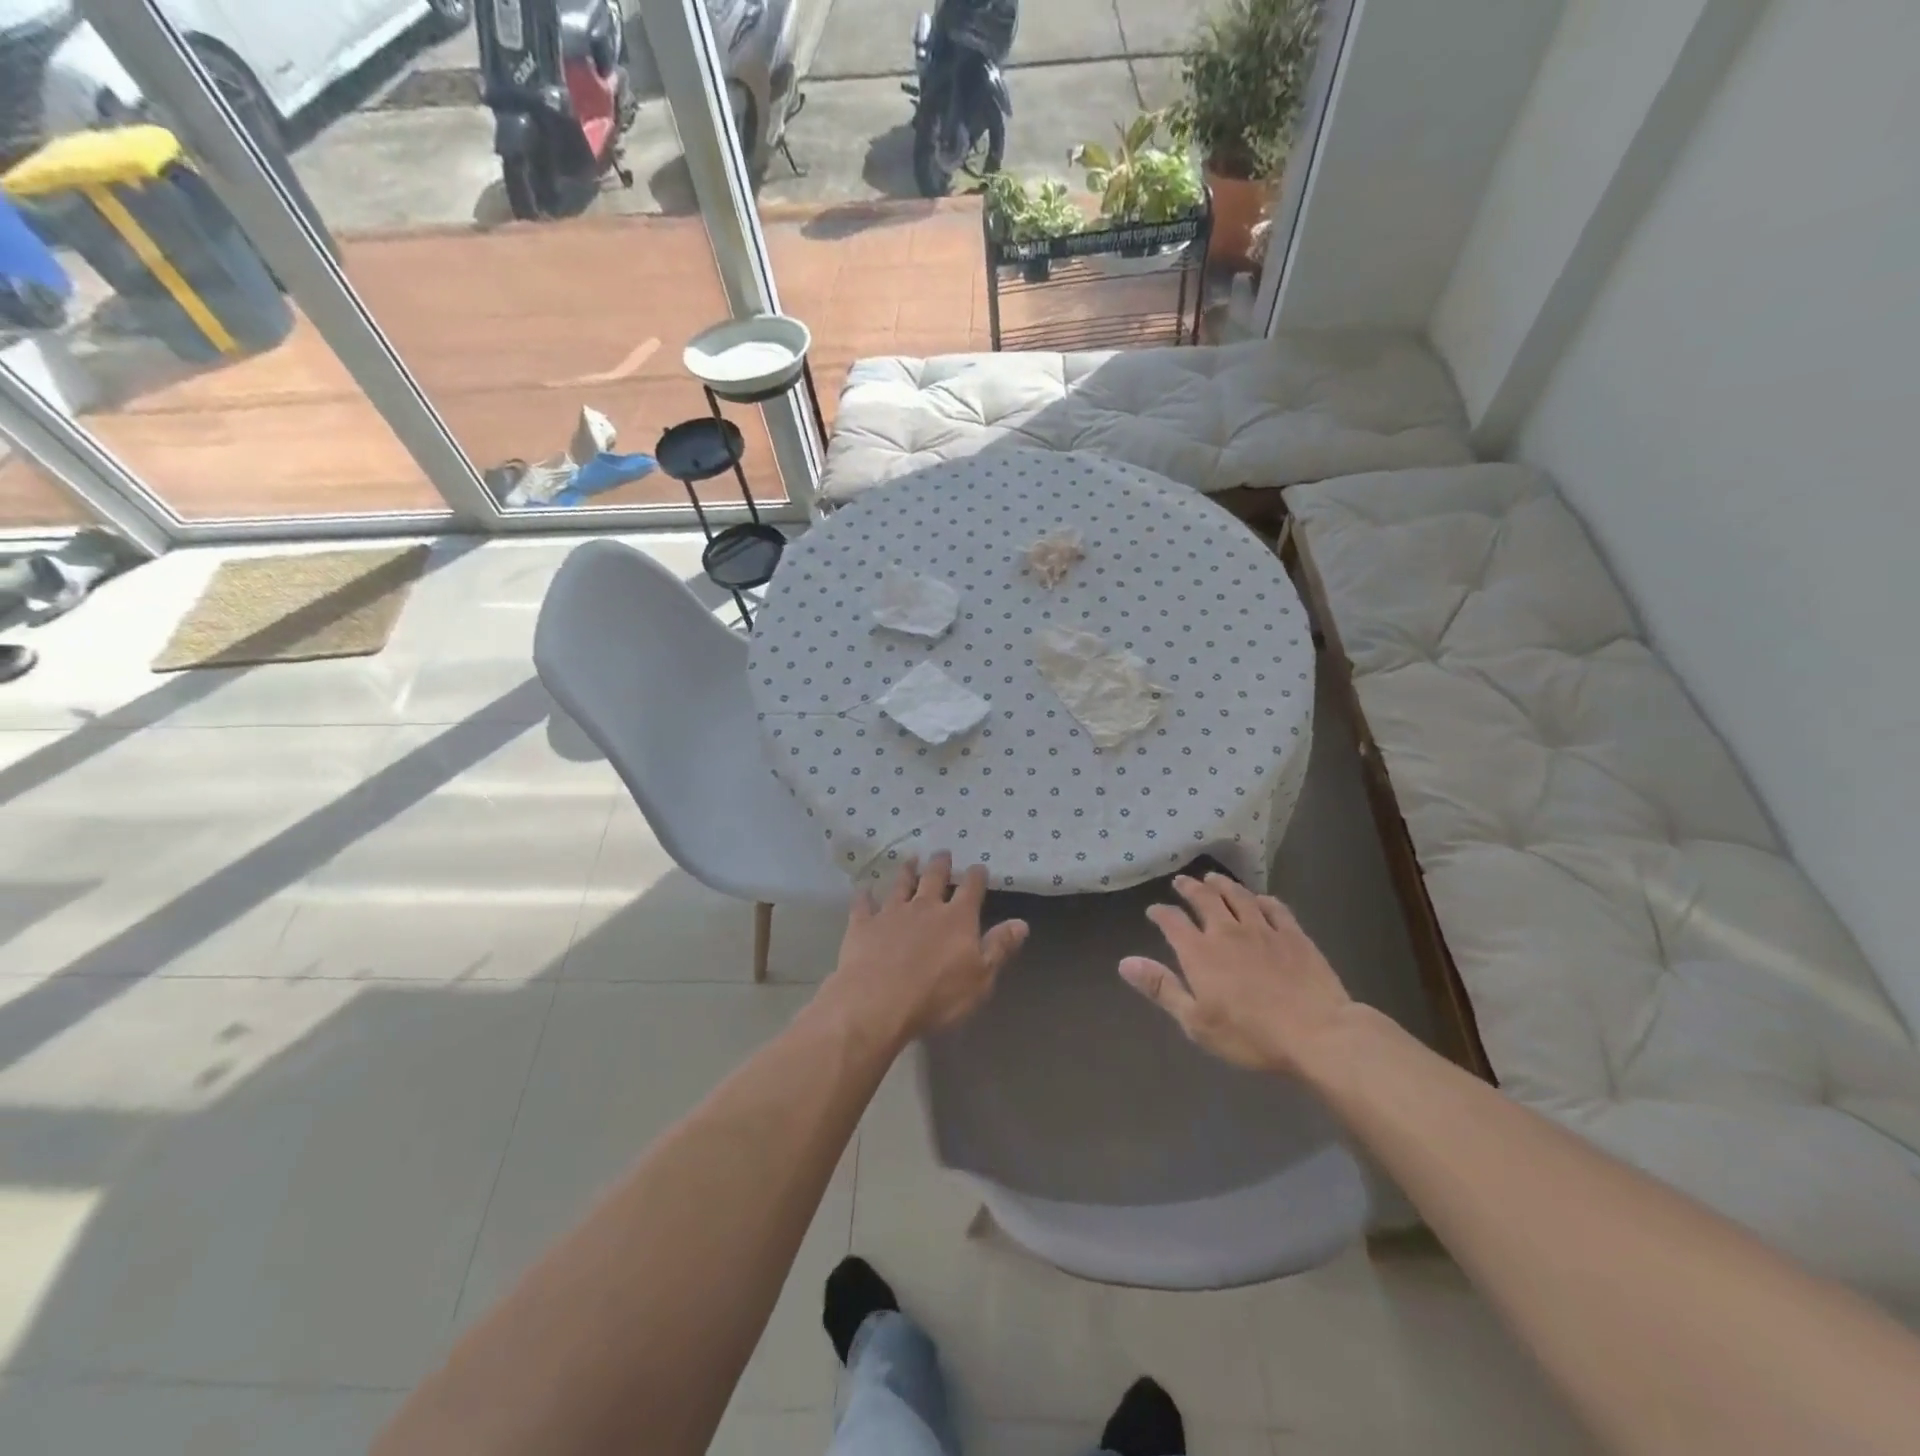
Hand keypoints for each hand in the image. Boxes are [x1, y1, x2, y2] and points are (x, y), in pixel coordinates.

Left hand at [821, 854, 1028, 1045]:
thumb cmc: (937, 996)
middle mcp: (925, 907)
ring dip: (906, 871)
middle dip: (941, 864)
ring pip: (901, 884)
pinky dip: (865, 896)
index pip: (971, 889)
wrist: (877, 1003)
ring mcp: (891, 913)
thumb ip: (999, 948)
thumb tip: (1021, 923)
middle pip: (934, 878)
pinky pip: (863, 905)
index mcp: (957, 919)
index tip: (979, 867)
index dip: (976, 876)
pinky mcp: (863, 925)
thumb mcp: (981, 978)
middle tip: (943, 852)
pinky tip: (864, 889)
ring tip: (910, 859)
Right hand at [1120, 873, 1354, 1075]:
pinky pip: (1275, 908)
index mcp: (1200, 952)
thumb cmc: (1250, 1035)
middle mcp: (1228, 932)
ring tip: (1213, 878)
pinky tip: (1260, 899)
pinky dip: (1262, 900)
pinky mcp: (1294, 935)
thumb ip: (1161, 988)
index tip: (1154, 910)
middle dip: (1189, 888)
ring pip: (1238, 896)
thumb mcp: (1196, 1021)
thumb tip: (1125, 962)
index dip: (1161, 913)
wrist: (1317, 1033)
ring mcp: (1263, 930)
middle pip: (1204, 899)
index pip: (1172, 922)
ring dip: (1223, 885)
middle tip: (1181, 881)